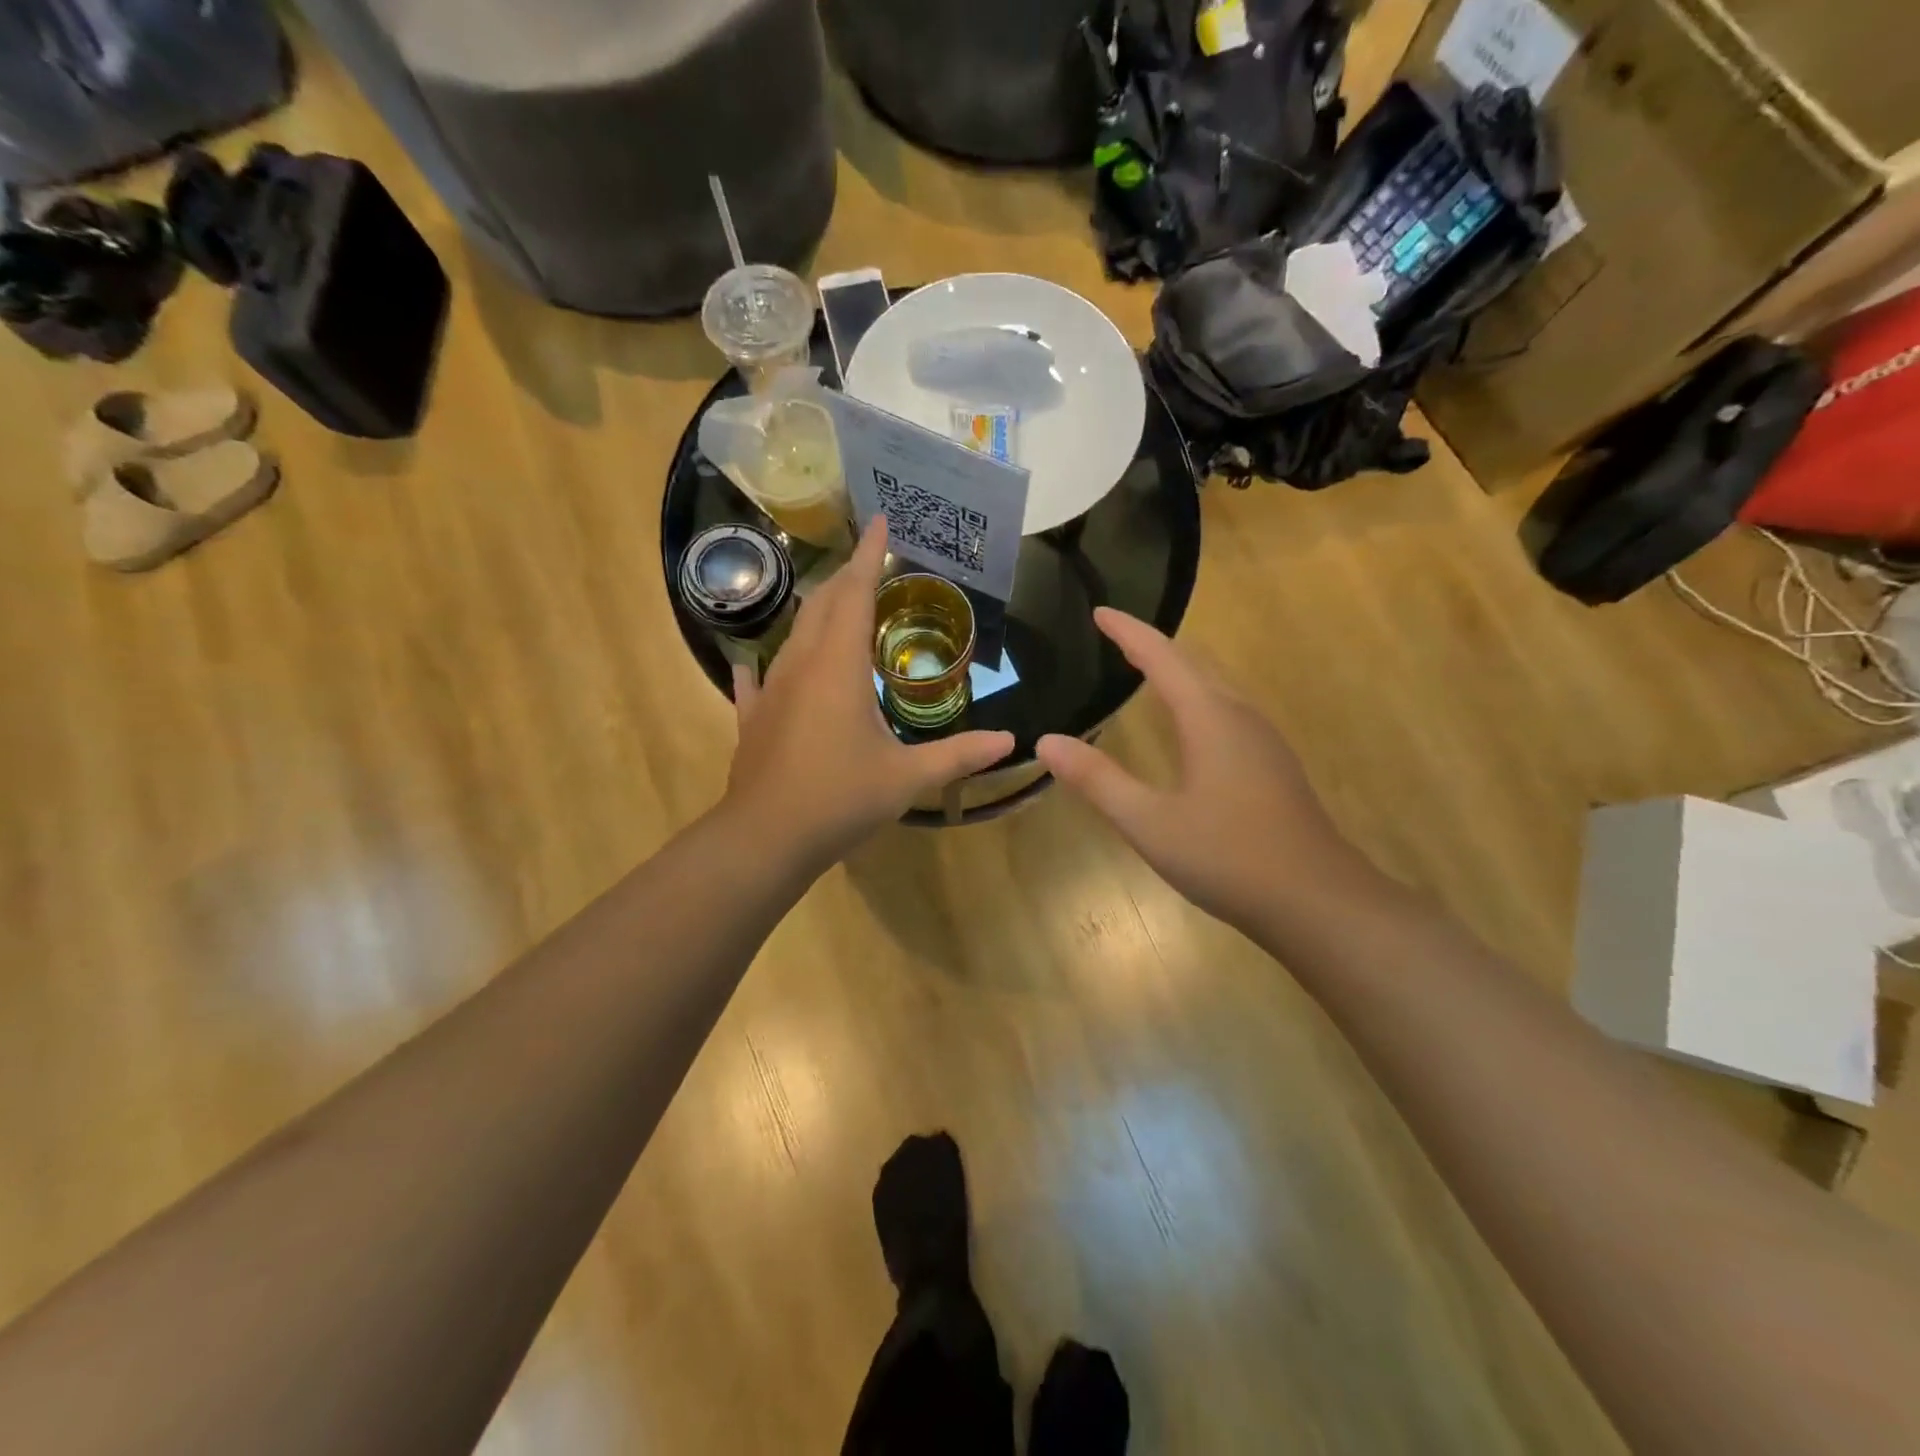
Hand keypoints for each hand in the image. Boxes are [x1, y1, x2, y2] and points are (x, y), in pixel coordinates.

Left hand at [724, 517, 1014, 873]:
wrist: (765, 839)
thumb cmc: (839, 799)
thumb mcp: (907, 778)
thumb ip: (959, 755)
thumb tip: (1011, 742)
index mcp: (839, 667)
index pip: (856, 593)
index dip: (870, 555)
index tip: (880, 520)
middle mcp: (801, 665)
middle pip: (822, 604)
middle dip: (846, 577)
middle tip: (870, 564)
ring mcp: (770, 691)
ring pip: (794, 634)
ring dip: (817, 612)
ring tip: (838, 606)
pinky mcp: (753, 717)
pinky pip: (760, 679)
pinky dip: (770, 664)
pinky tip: (762, 664)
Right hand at [1036, 609, 1365, 932]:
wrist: (1317, 901)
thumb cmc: (1229, 857)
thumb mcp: (1149, 822)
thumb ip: (1097, 780)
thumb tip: (1047, 742)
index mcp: (1210, 718)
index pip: (1163, 658)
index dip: (1129, 632)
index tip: (1100, 611)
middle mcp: (1240, 717)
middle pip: (1194, 664)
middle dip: (1154, 645)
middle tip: (1116, 636)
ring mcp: (1263, 741)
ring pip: (1216, 686)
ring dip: (1179, 670)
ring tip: (1146, 669)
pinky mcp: (1272, 766)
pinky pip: (1227, 711)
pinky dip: (1197, 698)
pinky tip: (1189, 724)